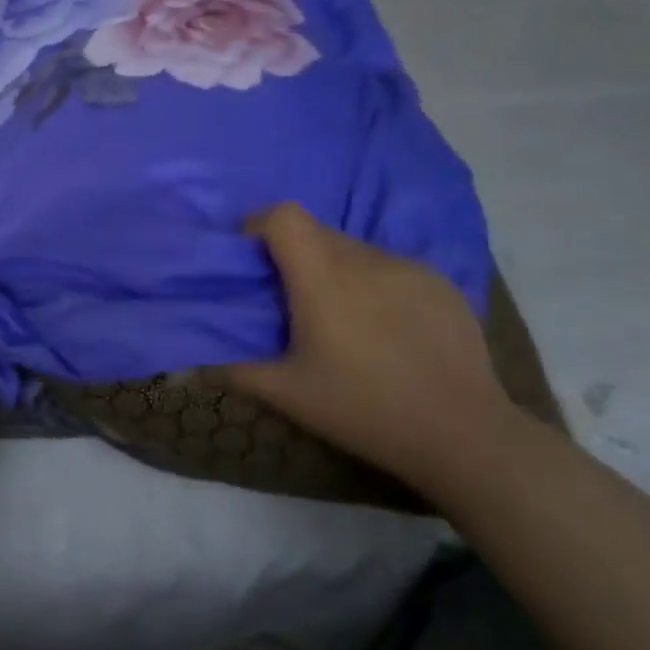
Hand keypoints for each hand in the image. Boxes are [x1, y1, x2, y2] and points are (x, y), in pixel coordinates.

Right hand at [221, 202, 518, 483]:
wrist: (461, 433)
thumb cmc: (362, 408)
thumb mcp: (288, 394)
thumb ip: (234, 371)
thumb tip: (188, 367)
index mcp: (322, 277)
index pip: (284, 216)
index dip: (259, 225)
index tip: (251, 257)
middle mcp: (364, 258)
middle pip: (317, 231)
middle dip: (294, 253)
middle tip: (290, 298)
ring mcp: (408, 267)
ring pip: (355, 249)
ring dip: (336, 268)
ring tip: (341, 317)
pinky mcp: (441, 282)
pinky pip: (391, 266)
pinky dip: (374, 282)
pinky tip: (386, 327)